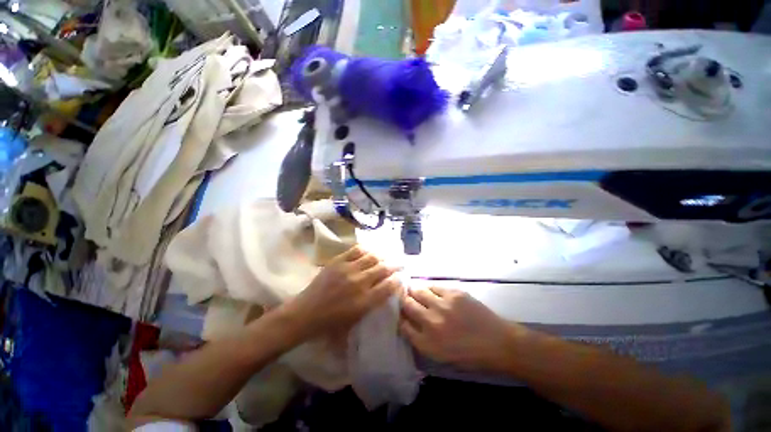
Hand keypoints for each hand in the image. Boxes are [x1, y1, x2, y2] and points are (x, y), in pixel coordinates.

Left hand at [282, 246, 401, 340]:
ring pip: (372, 257)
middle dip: (394, 265)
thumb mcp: (355, 321)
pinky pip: (356, 250)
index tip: (400, 278)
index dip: (398, 280)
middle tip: (399, 263)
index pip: (389, 286)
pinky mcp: (338, 261)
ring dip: (382, 256)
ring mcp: (348, 270)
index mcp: (364, 301)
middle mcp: (359, 283)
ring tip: (385, 257)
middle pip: (383, 269)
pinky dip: (365, 250)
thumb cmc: (330, 323)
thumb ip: (372, 306)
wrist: (305, 313)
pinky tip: (369, 252)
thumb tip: (385, 293)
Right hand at [400, 287, 519, 370]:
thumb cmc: (470, 355)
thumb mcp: (441, 356)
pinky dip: (430, 288)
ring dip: (414, 291)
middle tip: (405, 297)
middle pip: (407, 304)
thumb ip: (422, 340)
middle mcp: (431, 322)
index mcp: (427, 343)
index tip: (400, 312)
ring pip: (418, 291)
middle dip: (403, 299)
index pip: (403, 325)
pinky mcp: (453, 293)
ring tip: (415, 290)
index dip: (400, 316)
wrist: (498, 343)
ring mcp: (443, 305)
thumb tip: (409, 322)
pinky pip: (434, 285)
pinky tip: (432, 291)